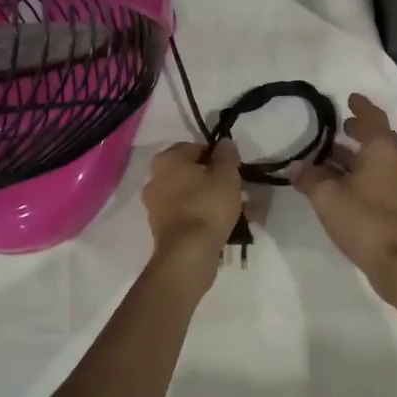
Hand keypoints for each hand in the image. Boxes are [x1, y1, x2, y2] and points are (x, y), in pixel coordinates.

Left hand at [142, 139, 244, 260]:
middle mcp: (155, 179)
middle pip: (193, 173)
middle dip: (217, 181)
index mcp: (167, 160)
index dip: (218, 156)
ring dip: (214, 200)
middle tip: (239, 191)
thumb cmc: (207, 206)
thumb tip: (223, 142)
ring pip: (192, 196)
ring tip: (241, 212)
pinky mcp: (161, 228)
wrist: (188, 253)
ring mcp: (156, 205)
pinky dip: (205, 216)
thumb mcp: (226, 175)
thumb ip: (226, 154)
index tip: (234, 169)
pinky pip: (188, 214)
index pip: (195, 148)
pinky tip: (226, 226)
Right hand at [290, 94, 396, 283]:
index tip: (349, 98)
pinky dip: (359, 171)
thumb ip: (309, 178)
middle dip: (357, 130)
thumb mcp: (327, 196)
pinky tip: (338, 181)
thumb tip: (296, 167)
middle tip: (336, 126)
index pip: (373, 117)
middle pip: (377, 137)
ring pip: (376, 158)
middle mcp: (395, 161)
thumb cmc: (364, 219)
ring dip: (355, 154)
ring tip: (329, 153)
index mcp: (382, 149)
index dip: (361, 107)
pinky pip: (377, 175)